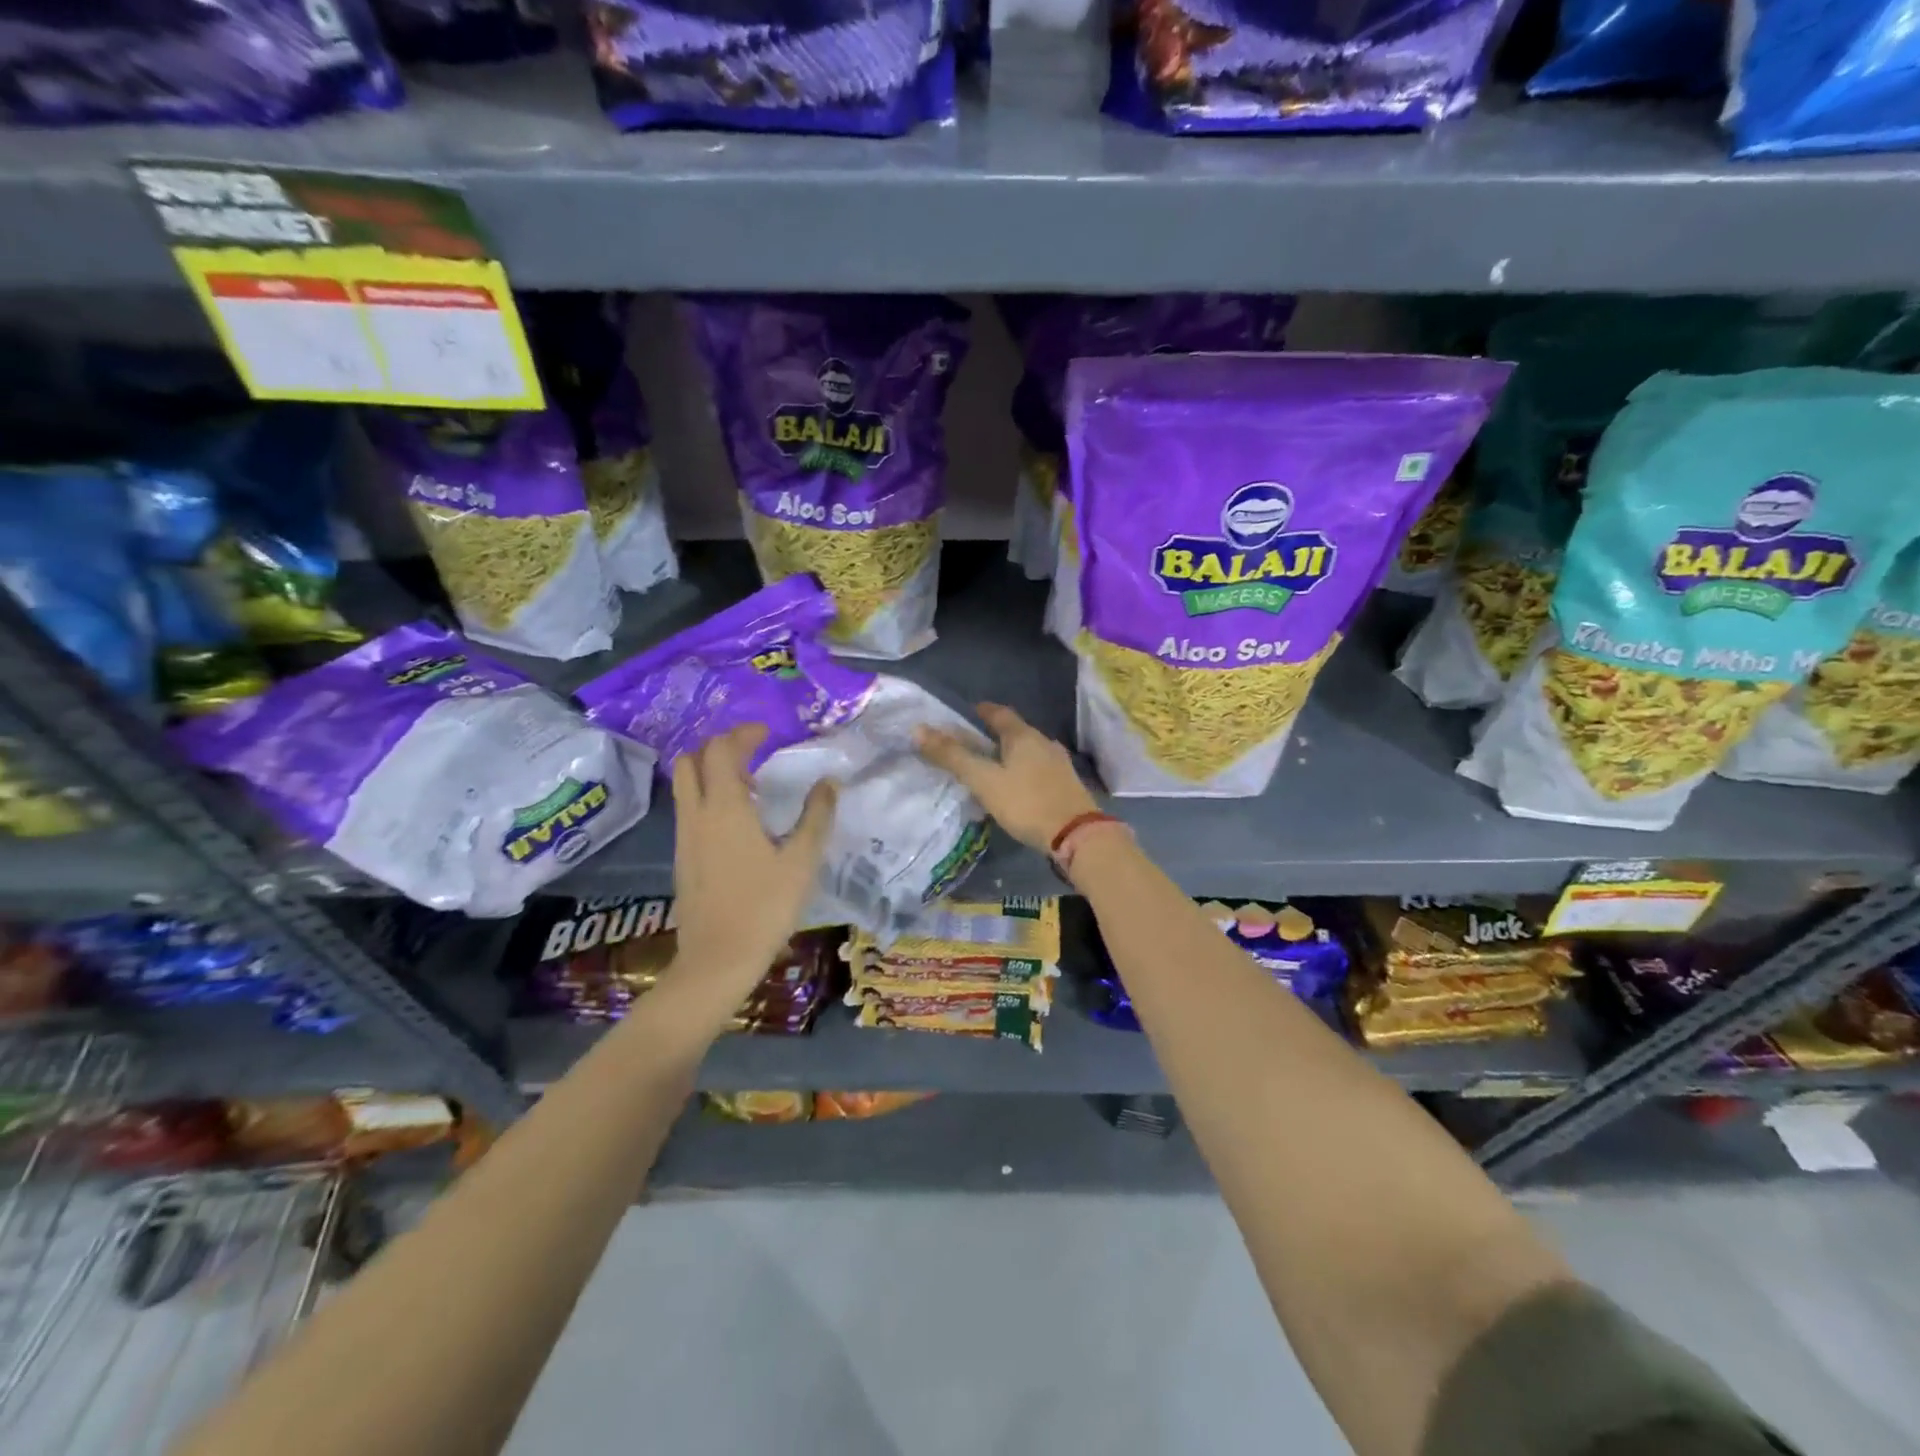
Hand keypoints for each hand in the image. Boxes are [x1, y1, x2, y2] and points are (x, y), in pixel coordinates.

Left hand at [670, 724, 836, 994]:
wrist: (717, 960)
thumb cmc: (764, 906)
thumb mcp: (802, 860)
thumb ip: (816, 816)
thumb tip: (829, 782)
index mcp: (725, 806)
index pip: (722, 750)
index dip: (743, 734)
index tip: (768, 733)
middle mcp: (697, 813)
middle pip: (691, 760)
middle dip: (719, 746)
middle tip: (753, 752)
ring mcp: (684, 836)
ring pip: (685, 784)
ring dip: (710, 771)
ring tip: (748, 784)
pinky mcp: (682, 856)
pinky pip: (688, 808)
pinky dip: (707, 796)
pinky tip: (737, 820)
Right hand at [915, 702, 1099, 851]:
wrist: (1077, 835)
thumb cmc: (1026, 802)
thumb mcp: (984, 780)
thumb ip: (952, 756)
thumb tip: (918, 729)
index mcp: (1023, 736)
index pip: (999, 713)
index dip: (982, 710)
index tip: (968, 712)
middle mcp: (1044, 743)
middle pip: (1016, 731)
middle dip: (995, 734)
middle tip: (974, 742)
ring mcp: (1059, 764)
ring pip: (1029, 751)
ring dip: (1011, 754)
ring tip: (993, 765)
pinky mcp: (1067, 785)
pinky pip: (1039, 769)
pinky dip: (1024, 771)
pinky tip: (1018, 786)